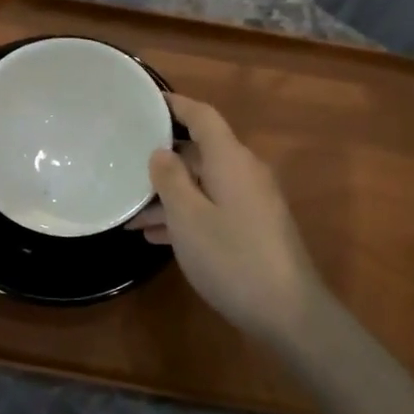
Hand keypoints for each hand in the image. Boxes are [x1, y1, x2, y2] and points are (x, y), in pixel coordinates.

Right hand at [129, 95, 329, 347]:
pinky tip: (156, 236)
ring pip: (203, 185)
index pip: (203, 117)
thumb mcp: (188, 217)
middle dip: (163, 160)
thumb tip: (161, 152)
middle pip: (201, 152)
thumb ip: (171, 179)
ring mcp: (252, 202)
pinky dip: (186, 216)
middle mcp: (244, 173)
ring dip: (169, 196)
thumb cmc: (231, 257)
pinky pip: (213, 208)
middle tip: (125, 165)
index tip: (146, 101)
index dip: (176, 105)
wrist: (288, 312)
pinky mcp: (254, 228)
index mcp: (231, 160)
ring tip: (130, 213)